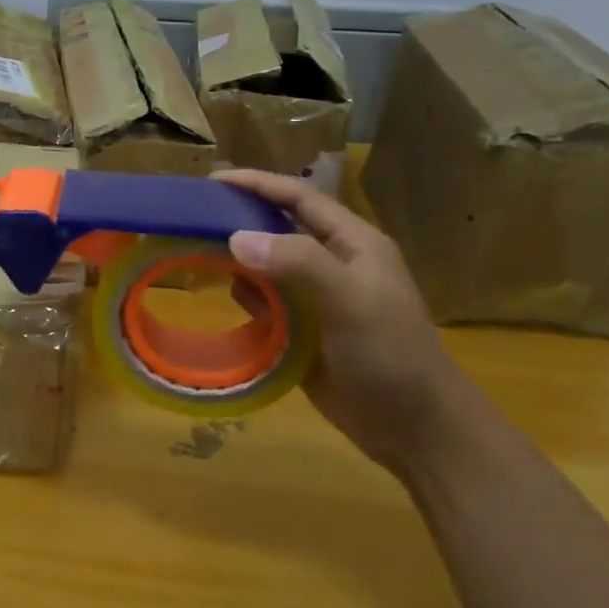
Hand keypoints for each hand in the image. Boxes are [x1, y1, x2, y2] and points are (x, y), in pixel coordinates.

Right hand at [216, 169, 475, 474]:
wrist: (415, 428)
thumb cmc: (391, 354)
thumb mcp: (351, 300)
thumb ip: (298, 263)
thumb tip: (235, 238)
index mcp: (353, 244)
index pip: (300, 198)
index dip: (258, 183)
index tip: (212, 179)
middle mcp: (332, 263)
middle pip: (277, 228)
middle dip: (239, 220)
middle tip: (193, 217)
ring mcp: (316, 298)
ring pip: (265, 266)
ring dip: (237, 261)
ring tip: (195, 254)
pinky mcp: (301, 329)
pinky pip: (263, 302)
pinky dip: (244, 298)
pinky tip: (224, 298)